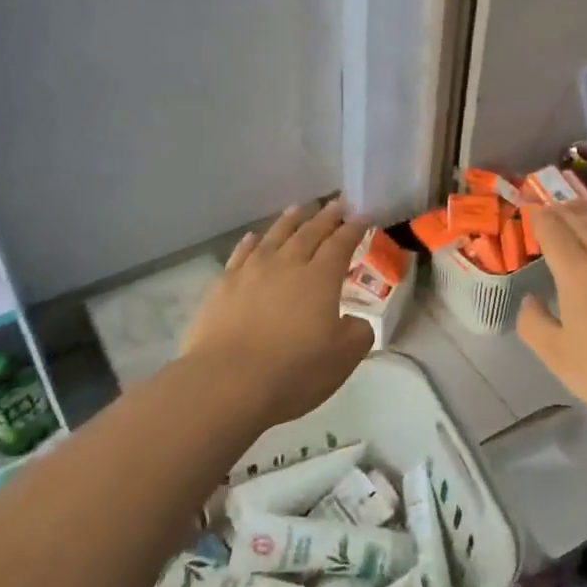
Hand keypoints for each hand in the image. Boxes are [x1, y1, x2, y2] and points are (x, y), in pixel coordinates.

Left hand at [180, 200, 375, 422]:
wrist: (227, 383)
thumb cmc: (294, 370)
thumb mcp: (344, 357)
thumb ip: (358, 332)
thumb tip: (354, 321)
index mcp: (320, 278)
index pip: (341, 243)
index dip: (354, 228)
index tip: (363, 216)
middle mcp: (287, 264)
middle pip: (310, 232)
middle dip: (327, 216)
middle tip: (338, 203)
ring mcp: (251, 272)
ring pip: (275, 236)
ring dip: (291, 220)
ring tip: (300, 208)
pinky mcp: (223, 286)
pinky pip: (241, 253)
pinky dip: (251, 242)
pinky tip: (254, 237)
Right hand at [518, 204, 586, 429]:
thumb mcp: (560, 358)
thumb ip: (535, 326)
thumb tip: (529, 300)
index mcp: (578, 273)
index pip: (554, 231)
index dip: (539, 217)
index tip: (530, 209)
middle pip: (584, 224)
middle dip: (564, 212)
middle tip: (551, 208)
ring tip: (577, 226)